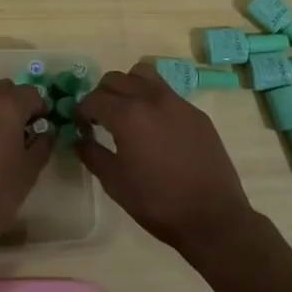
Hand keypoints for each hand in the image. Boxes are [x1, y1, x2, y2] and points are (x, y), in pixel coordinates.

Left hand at [0, 79, 51, 255]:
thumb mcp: (29, 171)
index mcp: (6, 104)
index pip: (32, 93)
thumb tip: (45, 132)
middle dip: (17, 105)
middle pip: (5, 89)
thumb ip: (42, 144)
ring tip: (0, 141)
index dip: (41, 108)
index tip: (43, 128)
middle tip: (23, 132)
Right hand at [76, 62, 258, 258]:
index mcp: (128, 115)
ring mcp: (177, 102)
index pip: (93, 99)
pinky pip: (166, 92)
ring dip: (128, 86)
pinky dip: (152, 99)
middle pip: (115, 79)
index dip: (81, 112)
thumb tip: (79, 139)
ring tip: (128, 112)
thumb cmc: (158, 203)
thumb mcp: (115, 183)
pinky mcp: (195, 112)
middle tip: (101, 119)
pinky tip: (156, 127)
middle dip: (102, 95)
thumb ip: (92, 154)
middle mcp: (151, 98)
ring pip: (143, 75)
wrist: (213, 217)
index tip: (81, 127)